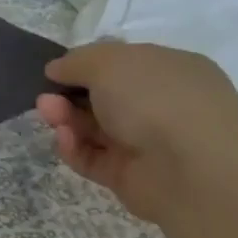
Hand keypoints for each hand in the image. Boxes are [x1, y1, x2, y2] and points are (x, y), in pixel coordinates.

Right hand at [37, 42, 237, 223]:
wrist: (192, 168)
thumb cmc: (156, 99)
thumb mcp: (110, 62)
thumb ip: (77, 61)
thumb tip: (56, 68)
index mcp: (169, 70)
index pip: (123, 64)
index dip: (87, 66)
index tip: (55, 71)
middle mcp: (161, 105)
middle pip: (104, 98)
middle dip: (70, 95)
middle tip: (45, 97)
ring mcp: (146, 142)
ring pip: (95, 128)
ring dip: (66, 119)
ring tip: (48, 113)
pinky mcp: (129, 175)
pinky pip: (93, 158)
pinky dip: (74, 148)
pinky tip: (64, 139)